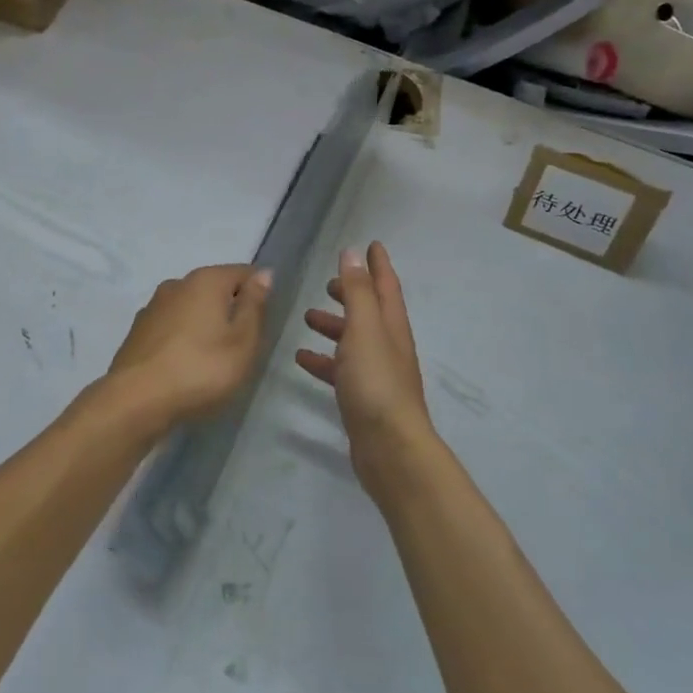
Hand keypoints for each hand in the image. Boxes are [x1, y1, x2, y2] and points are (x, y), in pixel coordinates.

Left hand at [109, 264, 272, 428]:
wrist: (135, 401)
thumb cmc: (200, 370)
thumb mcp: (242, 342)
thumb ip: (254, 305)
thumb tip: (264, 274)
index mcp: (206, 280)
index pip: (244, 273)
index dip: (259, 294)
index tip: (263, 324)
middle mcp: (178, 283)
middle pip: (216, 289)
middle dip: (230, 310)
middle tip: (240, 347)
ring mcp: (153, 306)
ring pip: (191, 307)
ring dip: (204, 324)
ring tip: (212, 360)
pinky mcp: (137, 331)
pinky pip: (171, 326)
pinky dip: (182, 338)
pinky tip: (184, 365)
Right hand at [297, 243, 437, 497]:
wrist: (390, 449)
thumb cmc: (376, 381)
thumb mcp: (364, 329)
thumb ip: (358, 291)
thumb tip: (353, 252)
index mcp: (391, 324)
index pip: (386, 285)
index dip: (379, 264)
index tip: (371, 243)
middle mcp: (387, 344)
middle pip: (369, 310)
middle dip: (351, 293)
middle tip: (328, 283)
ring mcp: (376, 372)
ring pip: (353, 339)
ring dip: (333, 325)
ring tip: (307, 317)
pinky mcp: (362, 397)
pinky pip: (340, 369)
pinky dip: (323, 360)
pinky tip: (301, 358)